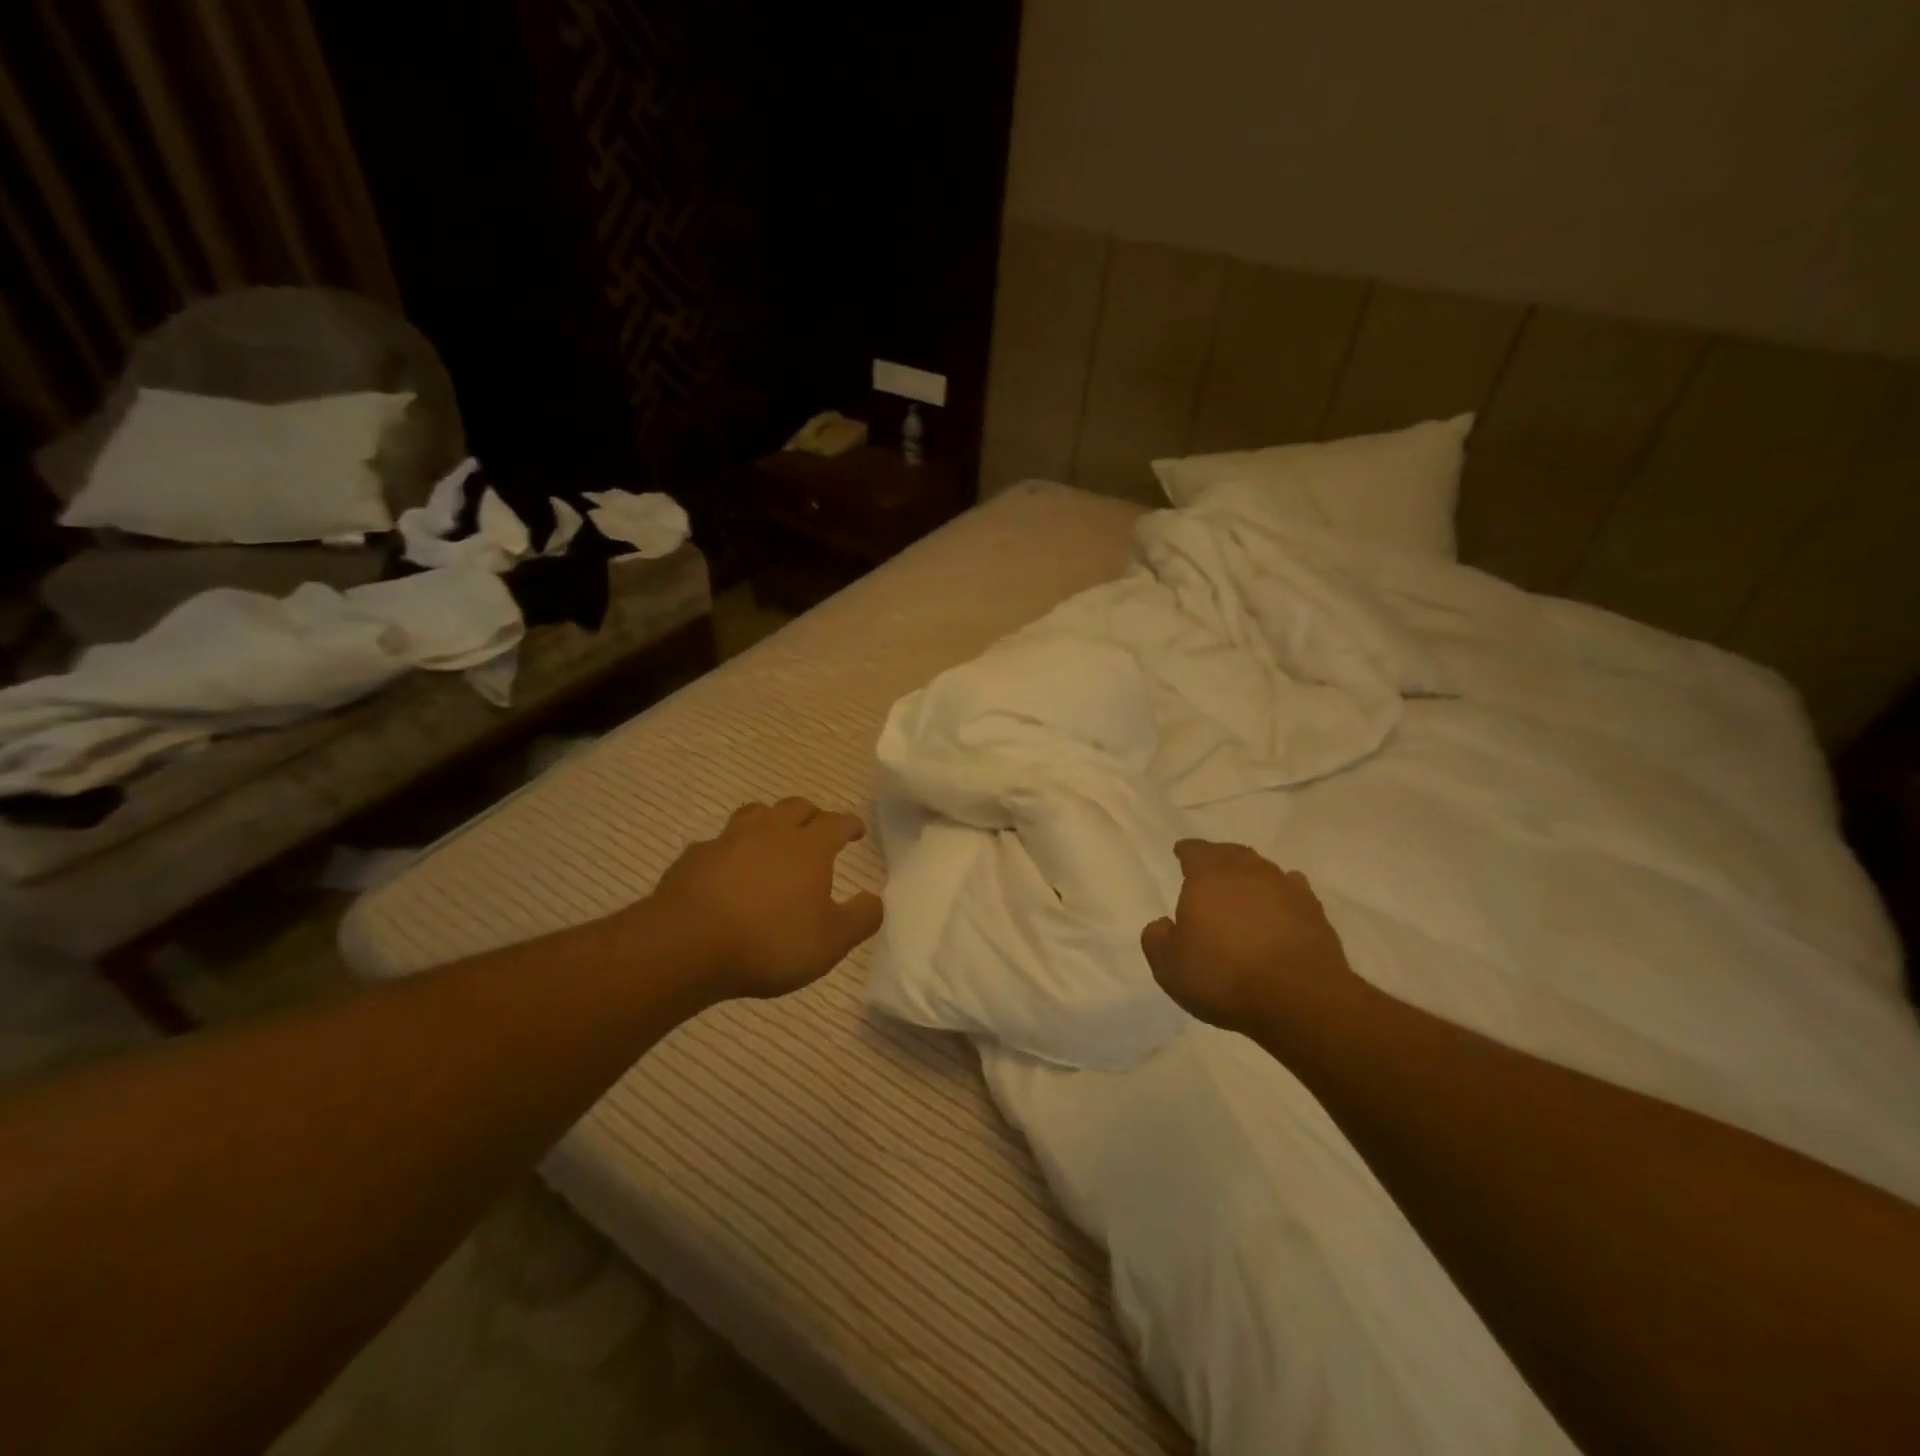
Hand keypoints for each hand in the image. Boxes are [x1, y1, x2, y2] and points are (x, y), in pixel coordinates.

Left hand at [642, 797, 883, 1001]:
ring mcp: (729, 840)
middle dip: (812, 815)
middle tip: (817, 829)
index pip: (836, 822)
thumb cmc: (769, 942)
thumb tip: (875, 899)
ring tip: (773, 838)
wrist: (687, 945)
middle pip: (796, 807)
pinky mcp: (695, 856)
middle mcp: (771, 832)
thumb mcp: (830, 942)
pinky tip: (728, 869)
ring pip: (755, 813)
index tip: (856, 830)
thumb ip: (860, 918)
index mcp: (809, 846)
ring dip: (770, 821)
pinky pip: (719, 842)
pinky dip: (731, 850)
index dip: (850, 824)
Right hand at [1141, 840, 1354, 1035]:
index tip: (1181, 851)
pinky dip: (1282, 893)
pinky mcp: (1314, 912)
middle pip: (1231, 853)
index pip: (1195, 852)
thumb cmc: (1224, 976)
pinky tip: (1281, 903)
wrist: (1299, 997)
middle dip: (1219, 856)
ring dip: (1251, 874)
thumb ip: (1157, 940)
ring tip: (1244, 885)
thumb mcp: (1170, 967)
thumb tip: (1162, 925)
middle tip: (1211, 865)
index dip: (1187, 851)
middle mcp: (1247, 873)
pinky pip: (1293, 891)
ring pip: (1263, 869)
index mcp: (1207, 878)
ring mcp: (1285, 889)